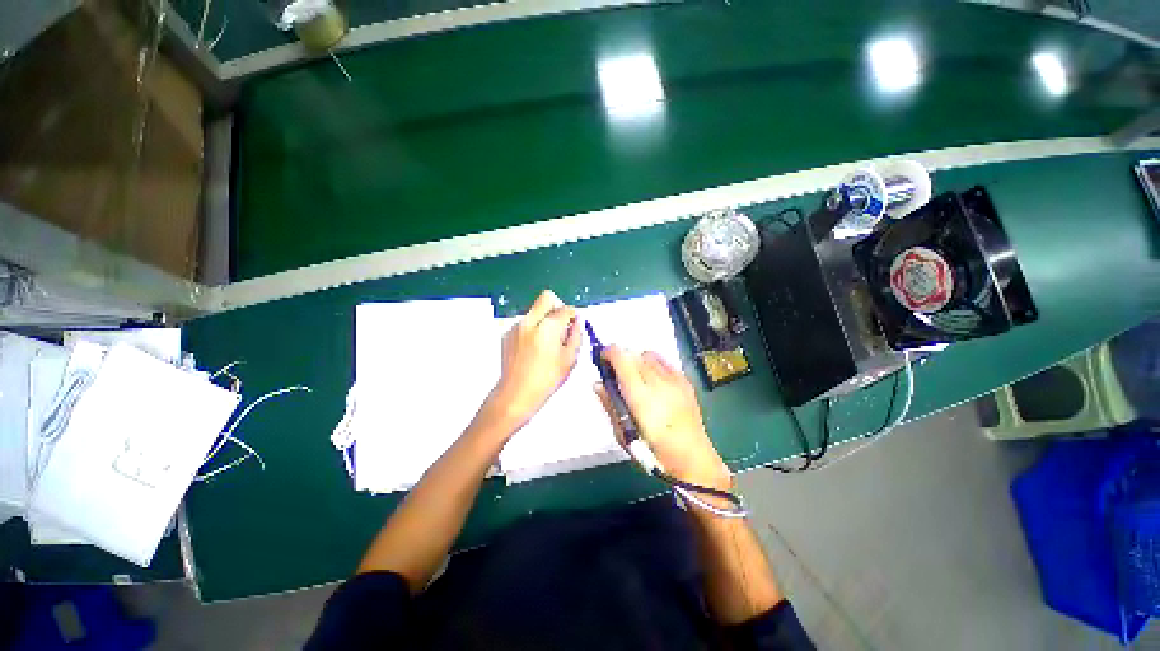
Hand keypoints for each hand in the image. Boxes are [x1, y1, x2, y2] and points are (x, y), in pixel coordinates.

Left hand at [488, 290, 582, 428]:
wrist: (515, 394)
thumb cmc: (546, 380)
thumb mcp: (569, 359)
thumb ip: (576, 336)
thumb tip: (578, 322)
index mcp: (547, 328)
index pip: (565, 309)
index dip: (573, 315)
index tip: (575, 323)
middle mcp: (529, 322)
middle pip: (546, 298)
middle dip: (558, 306)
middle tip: (562, 323)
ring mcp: (516, 327)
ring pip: (535, 311)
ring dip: (544, 319)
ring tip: (548, 342)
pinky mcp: (507, 334)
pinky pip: (525, 323)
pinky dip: (533, 329)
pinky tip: (535, 348)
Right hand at [595, 347, 730, 490]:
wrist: (691, 459)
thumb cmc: (652, 452)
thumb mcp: (623, 434)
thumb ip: (610, 405)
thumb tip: (598, 383)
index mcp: (639, 396)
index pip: (621, 358)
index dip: (608, 353)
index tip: (602, 360)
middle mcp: (657, 382)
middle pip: (633, 354)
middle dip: (622, 359)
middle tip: (617, 373)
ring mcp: (674, 380)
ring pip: (649, 355)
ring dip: (638, 360)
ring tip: (636, 377)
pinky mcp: (685, 382)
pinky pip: (665, 362)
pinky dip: (655, 364)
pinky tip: (654, 379)